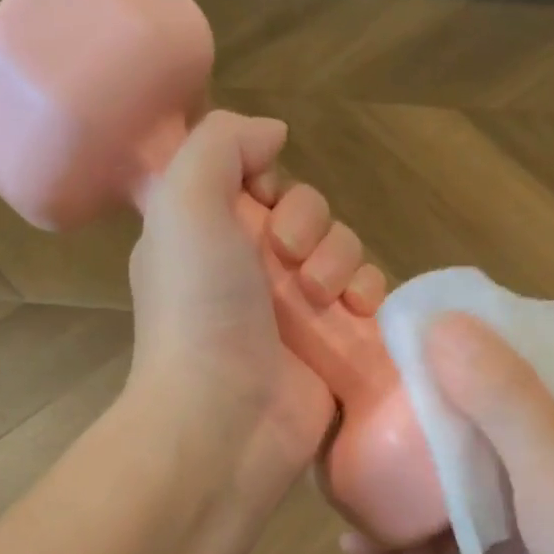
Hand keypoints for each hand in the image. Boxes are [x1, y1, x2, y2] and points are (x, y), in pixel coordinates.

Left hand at [129, 111, 370, 495]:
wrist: (226, 419)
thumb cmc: (199, 310)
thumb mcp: (184, 202)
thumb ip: (221, 144)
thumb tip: (273, 133)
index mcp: (205, 237)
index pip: (253, 182)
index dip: (268, 180)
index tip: (263, 199)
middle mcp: (247, 271)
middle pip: (307, 213)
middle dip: (310, 223)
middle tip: (290, 259)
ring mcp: (292, 313)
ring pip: (342, 251)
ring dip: (341, 259)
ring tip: (321, 297)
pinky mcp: (331, 346)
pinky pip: (366, 297)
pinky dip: (369, 293)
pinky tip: (357, 311)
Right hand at [342, 315, 553, 553]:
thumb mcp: (553, 466)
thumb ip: (501, 396)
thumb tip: (439, 322)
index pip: (511, 351)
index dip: (457, 333)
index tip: (393, 329)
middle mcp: (543, 452)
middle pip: (469, 414)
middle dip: (411, 408)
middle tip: (345, 400)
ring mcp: (522, 510)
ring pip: (450, 480)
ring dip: (399, 479)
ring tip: (335, 471)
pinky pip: (445, 539)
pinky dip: (404, 541)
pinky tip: (356, 546)